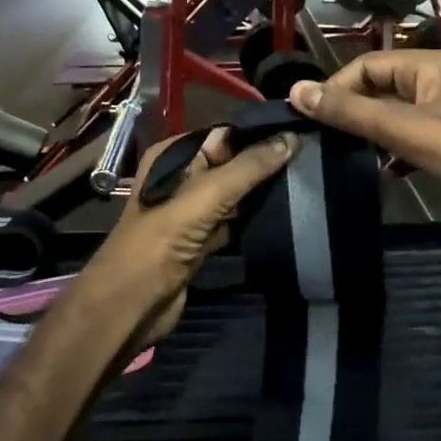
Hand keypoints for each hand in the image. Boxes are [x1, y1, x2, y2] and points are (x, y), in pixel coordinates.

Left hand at [76, 127, 297, 352]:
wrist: (131, 305)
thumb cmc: (161, 241)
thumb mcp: (206, 196)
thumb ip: (249, 168)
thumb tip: (291, 138)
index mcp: (172, 156)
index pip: (223, 135)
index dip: (258, 136)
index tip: (300, 135)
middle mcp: (180, 179)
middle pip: (231, 164)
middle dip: (264, 164)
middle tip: (309, 161)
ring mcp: (190, 212)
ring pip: (234, 195)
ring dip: (262, 193)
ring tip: (304, 184)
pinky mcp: (200, 241)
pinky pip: (233, 221)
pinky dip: (252, 220)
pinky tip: (284, 215)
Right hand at [289, 52, 440, 218]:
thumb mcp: (407, 130)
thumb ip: (352, 112)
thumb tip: (296, 91)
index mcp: (427, 67)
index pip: (365, 65)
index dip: (335, 87)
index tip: (307, 118)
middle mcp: (431, 84)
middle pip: (375, 89)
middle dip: (347, 111)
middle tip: (316, 138)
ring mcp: (438, 117)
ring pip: (386, 117)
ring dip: (364, 133)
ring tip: (336, 155)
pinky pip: (401, 141)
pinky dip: (385, 153)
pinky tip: (375, 173)